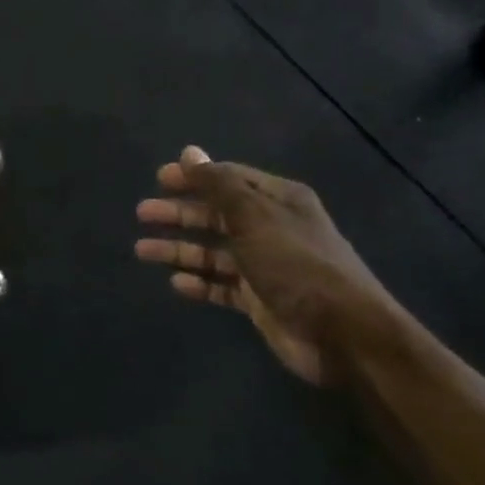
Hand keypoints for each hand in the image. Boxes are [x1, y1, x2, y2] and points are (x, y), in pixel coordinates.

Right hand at [135, 147, 396, 383]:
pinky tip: (175, 282)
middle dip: (179, 213)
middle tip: (142, 213)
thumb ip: (218, 184)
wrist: (342, 333)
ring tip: (143, 250)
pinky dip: (199, 282)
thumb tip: (189, 151)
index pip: (229, 178)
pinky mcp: (259, 299)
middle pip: (216, 214)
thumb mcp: (253, 216)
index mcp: (278, 200)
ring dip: (179, 249)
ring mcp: (265, 265)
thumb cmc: (295, 263)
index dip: (194, 176)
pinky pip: (221, 286)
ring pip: (213, 251)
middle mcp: (271, 228)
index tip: (159, 179)